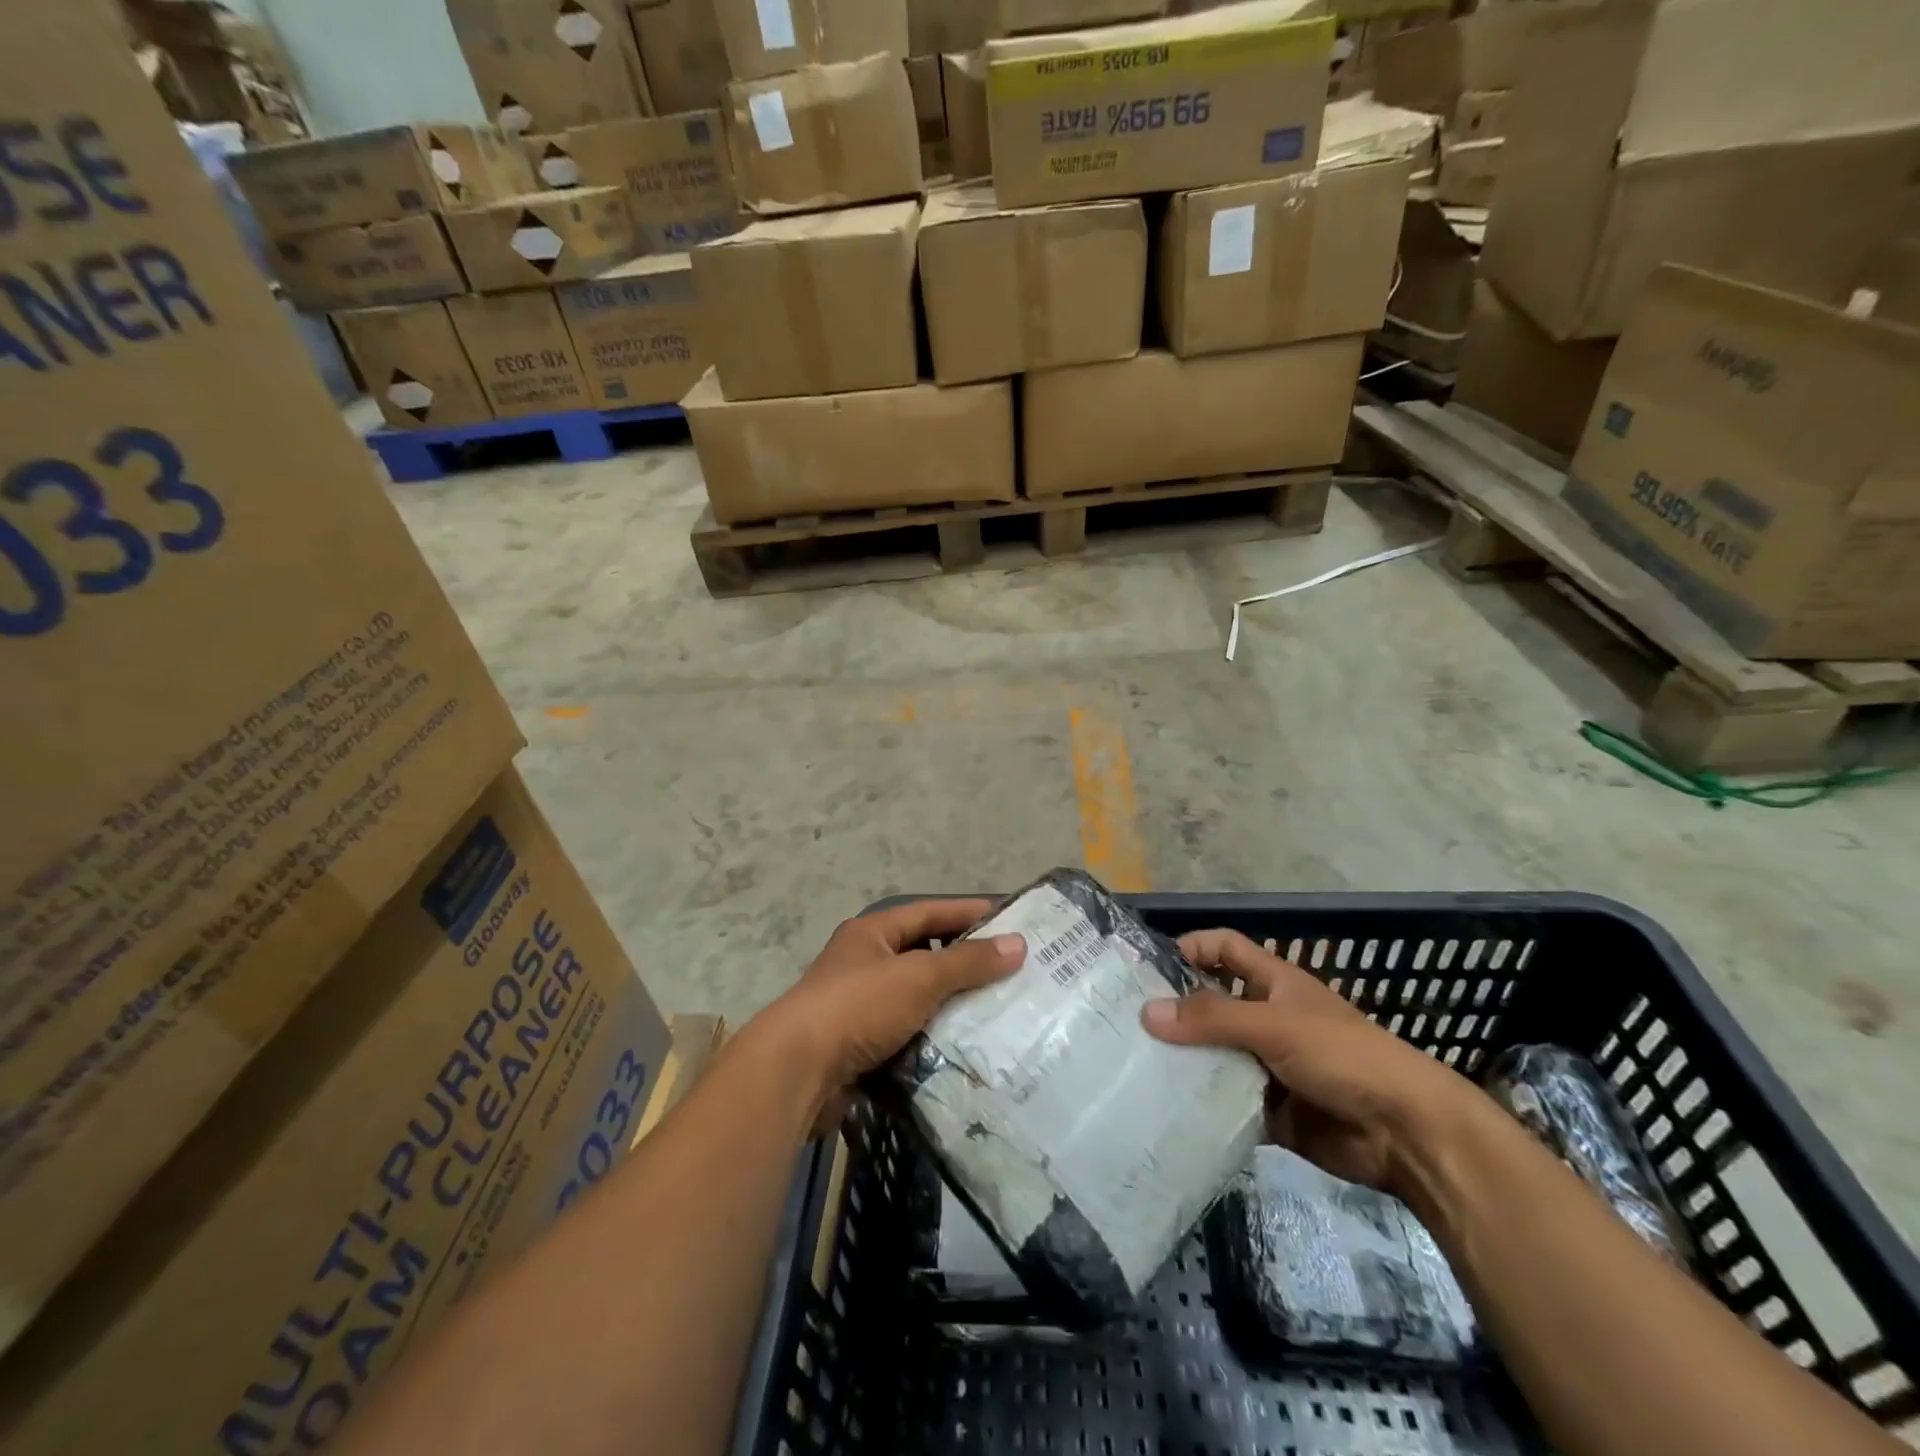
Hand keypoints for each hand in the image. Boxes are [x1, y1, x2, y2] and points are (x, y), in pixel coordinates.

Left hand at [765, 899, 1025, 1126]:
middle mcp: (864, 962)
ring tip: (998, 1012)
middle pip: (923, 955)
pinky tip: (965, 1048)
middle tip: (1012, 972)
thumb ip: (968, 962)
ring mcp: (859, 1006)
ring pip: (917, 999)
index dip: (968, 914)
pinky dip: (933, 1039)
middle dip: (964, 963)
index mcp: (872, 933)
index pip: (929, 912)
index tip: (1010, 920)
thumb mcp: (919, 977)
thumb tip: (1018, 943)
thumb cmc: (859, 1007)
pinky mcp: (859, 1046)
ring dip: (950, 1005)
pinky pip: (907, 1034)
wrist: (797, 1071)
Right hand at [1142, 929, 1481, 1194]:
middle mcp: (1265, 1018)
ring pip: (1213, 1054)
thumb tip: (1147, 1012)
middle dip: (1174, 1012)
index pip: (1223, 948)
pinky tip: (1166, 1109)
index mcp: (1273, 983)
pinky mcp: (1268, 1108)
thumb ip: (1212, 1018)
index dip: (1190, 948)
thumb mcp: (1274, 1025)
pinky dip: (1200, 1103)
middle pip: (1210, 1004)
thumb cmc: (1342, 1055)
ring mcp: (1266, 1064)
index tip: (1148, 969)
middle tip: (1126, 1025)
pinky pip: (1224, 1099)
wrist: (1406, 1134)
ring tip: (1134, 1068)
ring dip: (1182, 1061)